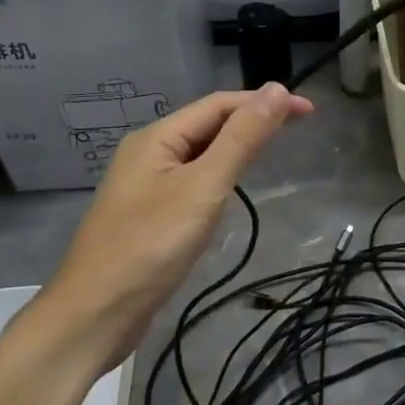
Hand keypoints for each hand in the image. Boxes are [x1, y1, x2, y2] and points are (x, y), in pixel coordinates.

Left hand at [38, 85, 310, 370]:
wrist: (95, 314)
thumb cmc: (150, 246)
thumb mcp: (203, 187)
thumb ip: (241, 139)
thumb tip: (276, 90)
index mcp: (157, 137)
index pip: (220, 104)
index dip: (264, 102)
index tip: (308, 112)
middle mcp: (149, 153)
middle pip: (209, 124)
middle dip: (253, 120)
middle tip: (300, 126)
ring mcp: (146, 185)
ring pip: (201, 153)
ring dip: (238, 145)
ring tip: (275, 149)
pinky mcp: (149, 214)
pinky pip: (193, 180)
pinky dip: (221, 174)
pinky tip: (234, 187)